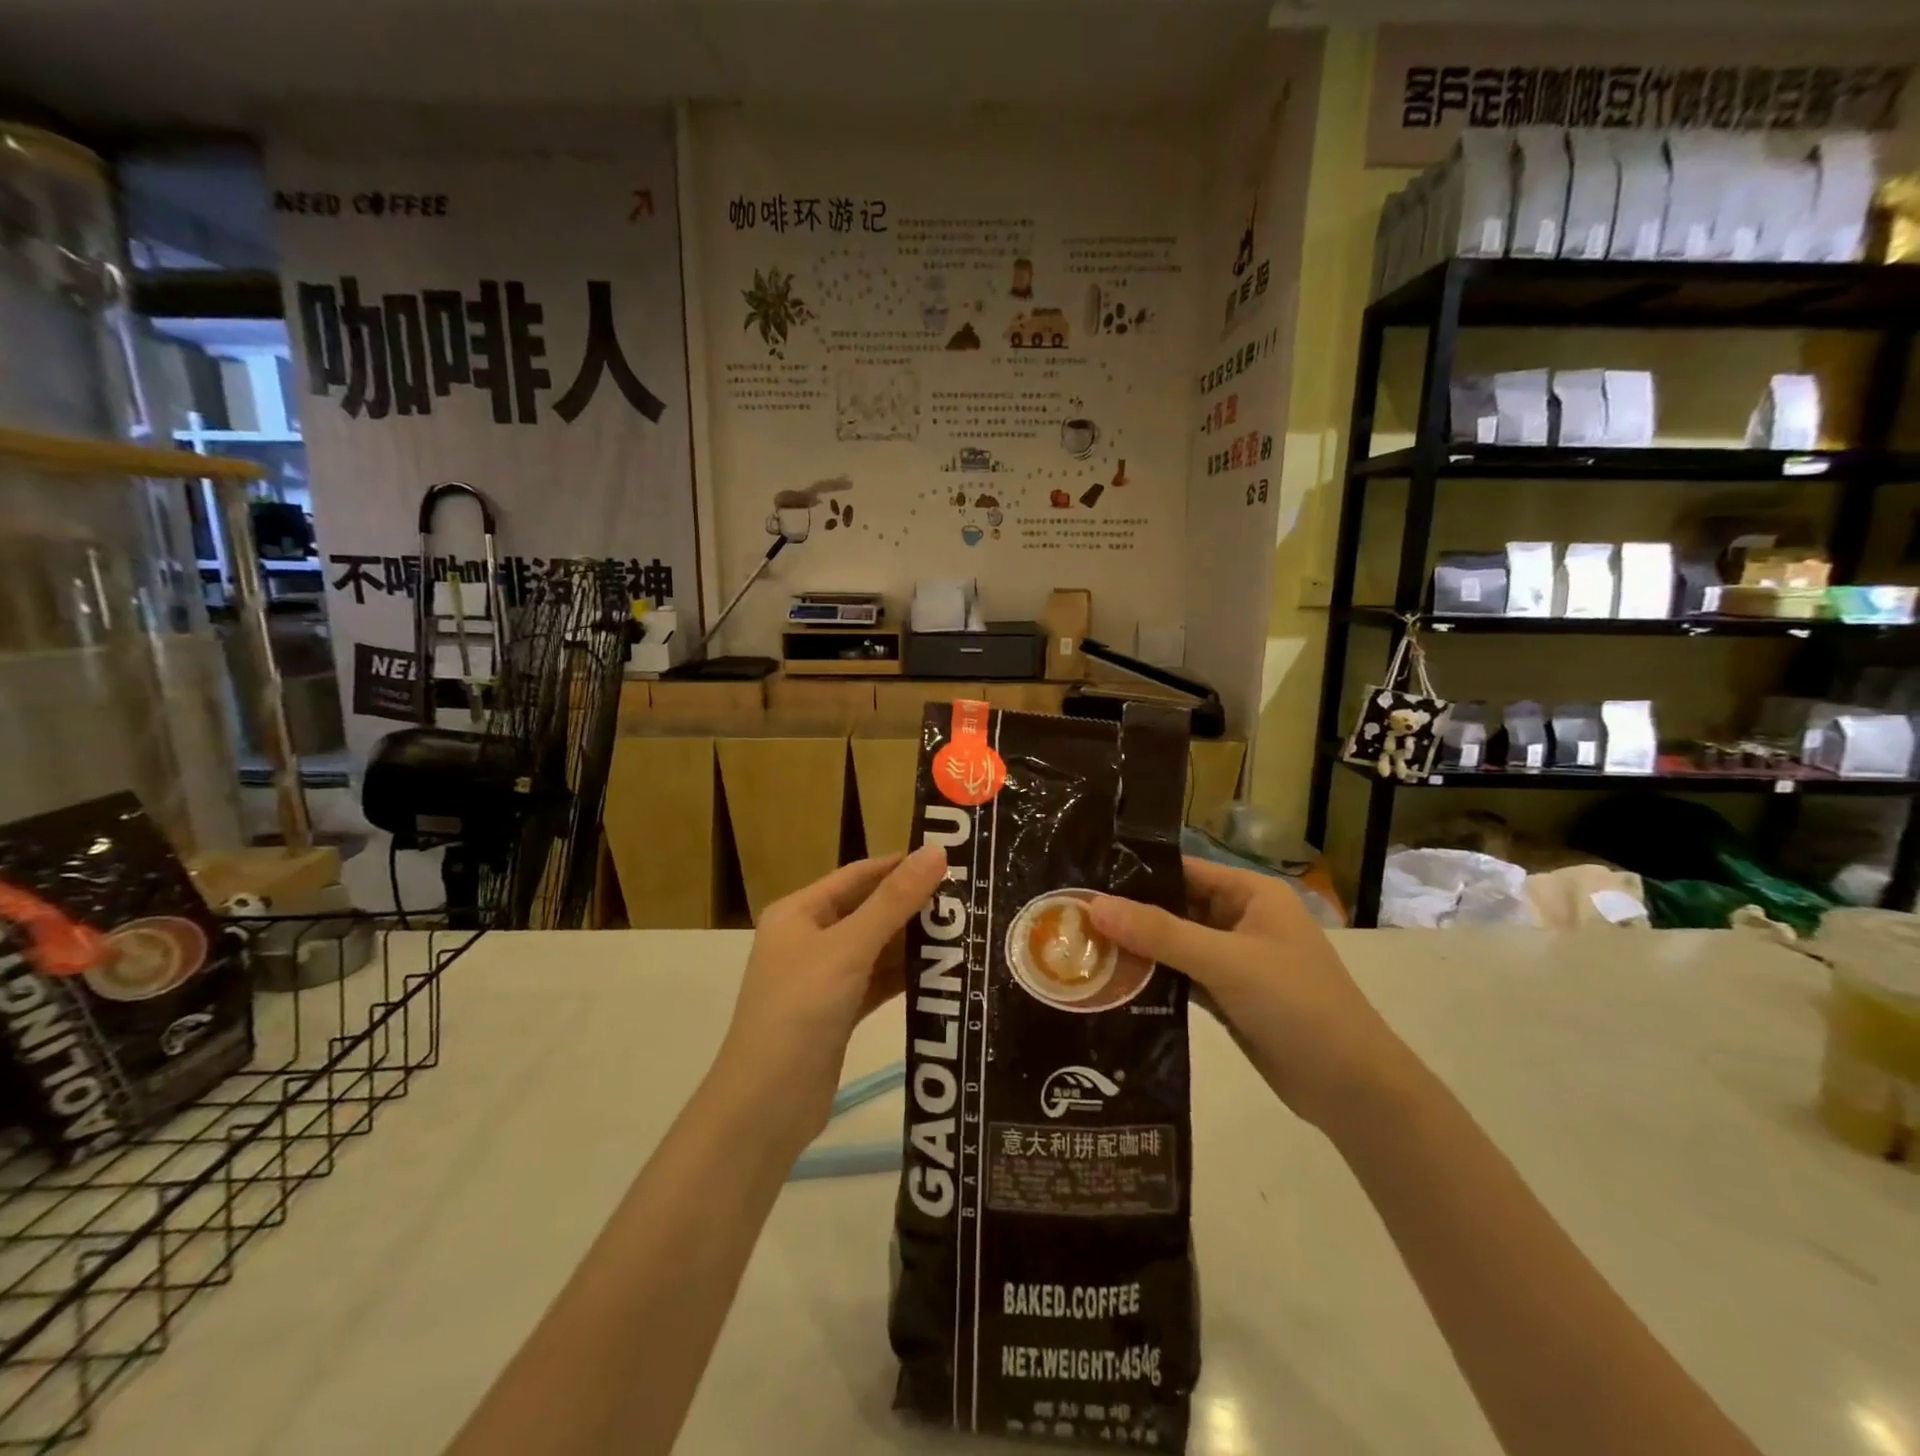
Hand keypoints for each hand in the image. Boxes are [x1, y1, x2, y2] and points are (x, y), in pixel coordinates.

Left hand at [714, 846, 947, 1147]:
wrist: (766, 1106)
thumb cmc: (800, 1011)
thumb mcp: (849, 949)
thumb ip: (894, 901)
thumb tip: (936, 851)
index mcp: (799, 912)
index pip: (859, 875)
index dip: (901, 865)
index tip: (951, 860)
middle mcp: (809, 939)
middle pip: (869, 910)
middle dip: (914, 904)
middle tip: (969, 898)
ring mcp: (823, 978)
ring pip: (877, 948)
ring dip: (914, 941)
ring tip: (967, 930)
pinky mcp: (839, 1013)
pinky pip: (878, 982)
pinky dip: (906, 976)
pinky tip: (945, 971)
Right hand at [1088, 857, 1409, 1129]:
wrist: (1352, 1088)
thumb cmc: (1295, 1004)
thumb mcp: (1225, 961)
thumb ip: (1159, 932)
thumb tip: (1094, 905)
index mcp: (1251, 894)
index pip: (1183, 870)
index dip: (1136, 873)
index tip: (1084, 879)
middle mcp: (1241, 919)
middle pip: (1175, 907)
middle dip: (1130, 915)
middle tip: (1071, 917)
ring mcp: (1235, 960)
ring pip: (1175, 945)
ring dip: (1138, 949)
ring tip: (1081, 947)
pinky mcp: (1228, 997)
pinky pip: (1181, 977)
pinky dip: (1153, 980)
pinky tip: (1112, 983)